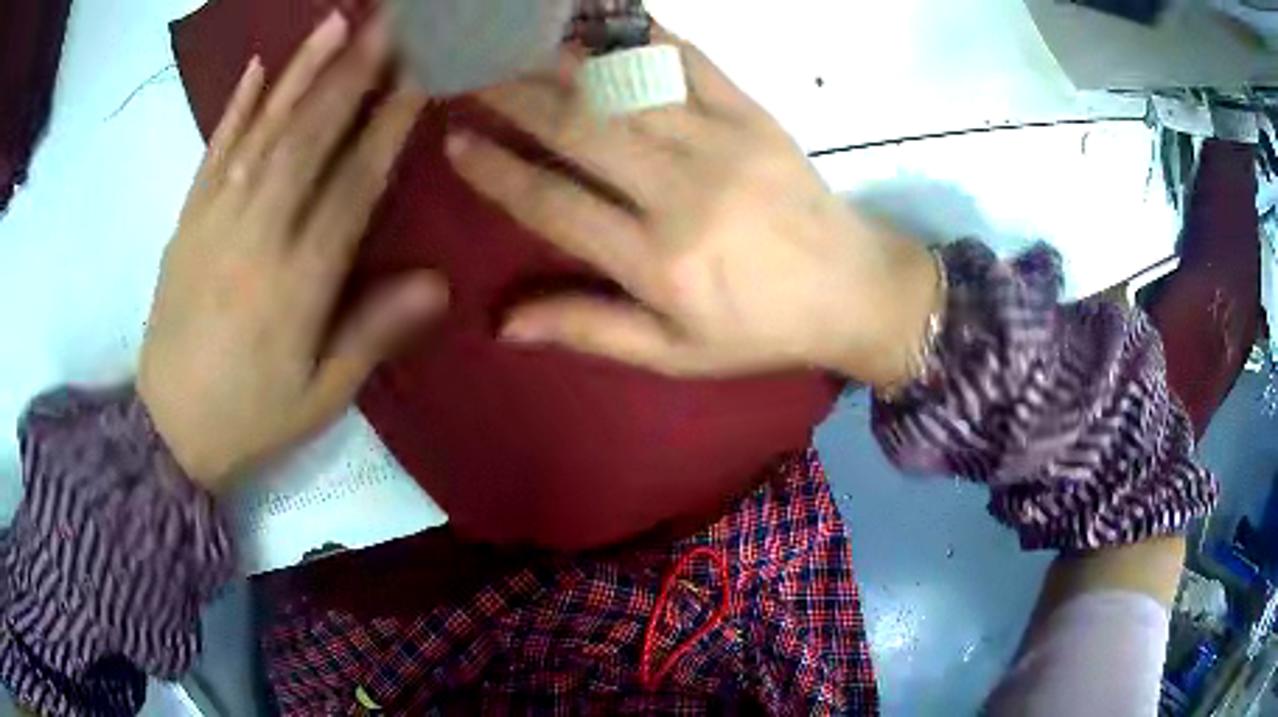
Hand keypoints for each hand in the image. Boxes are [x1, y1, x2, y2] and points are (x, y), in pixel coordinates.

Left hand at [138, 12, 445, 492]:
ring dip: (301, 72)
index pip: (352, 185)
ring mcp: (214, 220)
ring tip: (334, 23)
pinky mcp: (186, 220)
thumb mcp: (321, 396)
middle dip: (352, 74)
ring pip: (262, 131)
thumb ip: (373, 333)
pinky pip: (213, 152)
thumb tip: (439, 283)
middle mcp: (256, 234)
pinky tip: (258, 67)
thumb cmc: (251, 416)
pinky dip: (235, 107)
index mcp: (296, 281)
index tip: (420, 77)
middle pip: (308, 139)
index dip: (387, 127)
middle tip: (388, 24)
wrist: (167, 428)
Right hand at [448, 31, 938, 385]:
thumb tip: (504, 325)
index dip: (496, 171)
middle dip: (513, 99)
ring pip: (623, 89)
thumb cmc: (760, 329)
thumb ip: (591, 328)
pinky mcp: (754, 115)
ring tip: (516, 48)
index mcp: (657, 260)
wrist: (853, 291)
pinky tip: (602, 25)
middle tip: (470, 77)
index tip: (454, 142)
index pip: (552, 204)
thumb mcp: (675, 353)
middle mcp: (682, 192)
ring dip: (560, 63)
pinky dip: (641, 39)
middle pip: (578, 130)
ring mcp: (722, 143)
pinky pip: (689, 63)